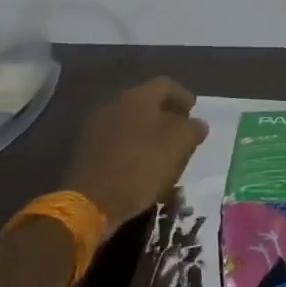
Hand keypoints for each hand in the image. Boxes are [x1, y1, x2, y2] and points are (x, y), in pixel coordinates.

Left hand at [64, 78, 208, 237]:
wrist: (92, 201)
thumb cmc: (142, 165)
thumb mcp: (179, 145)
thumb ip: (192, 129)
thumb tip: (197, 124)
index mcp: (137, 97)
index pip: (166, 85)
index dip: (184, 97)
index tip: (194, 112)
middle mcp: (114, 106)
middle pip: (147, 104)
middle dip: (167, 118)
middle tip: (182, 135)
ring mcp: (97, 129)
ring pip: (132, 125)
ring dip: (150, 136)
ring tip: (166, 156)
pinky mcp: (88, 153)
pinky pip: (118, 144)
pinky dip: (134, 152)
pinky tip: (144, 170)